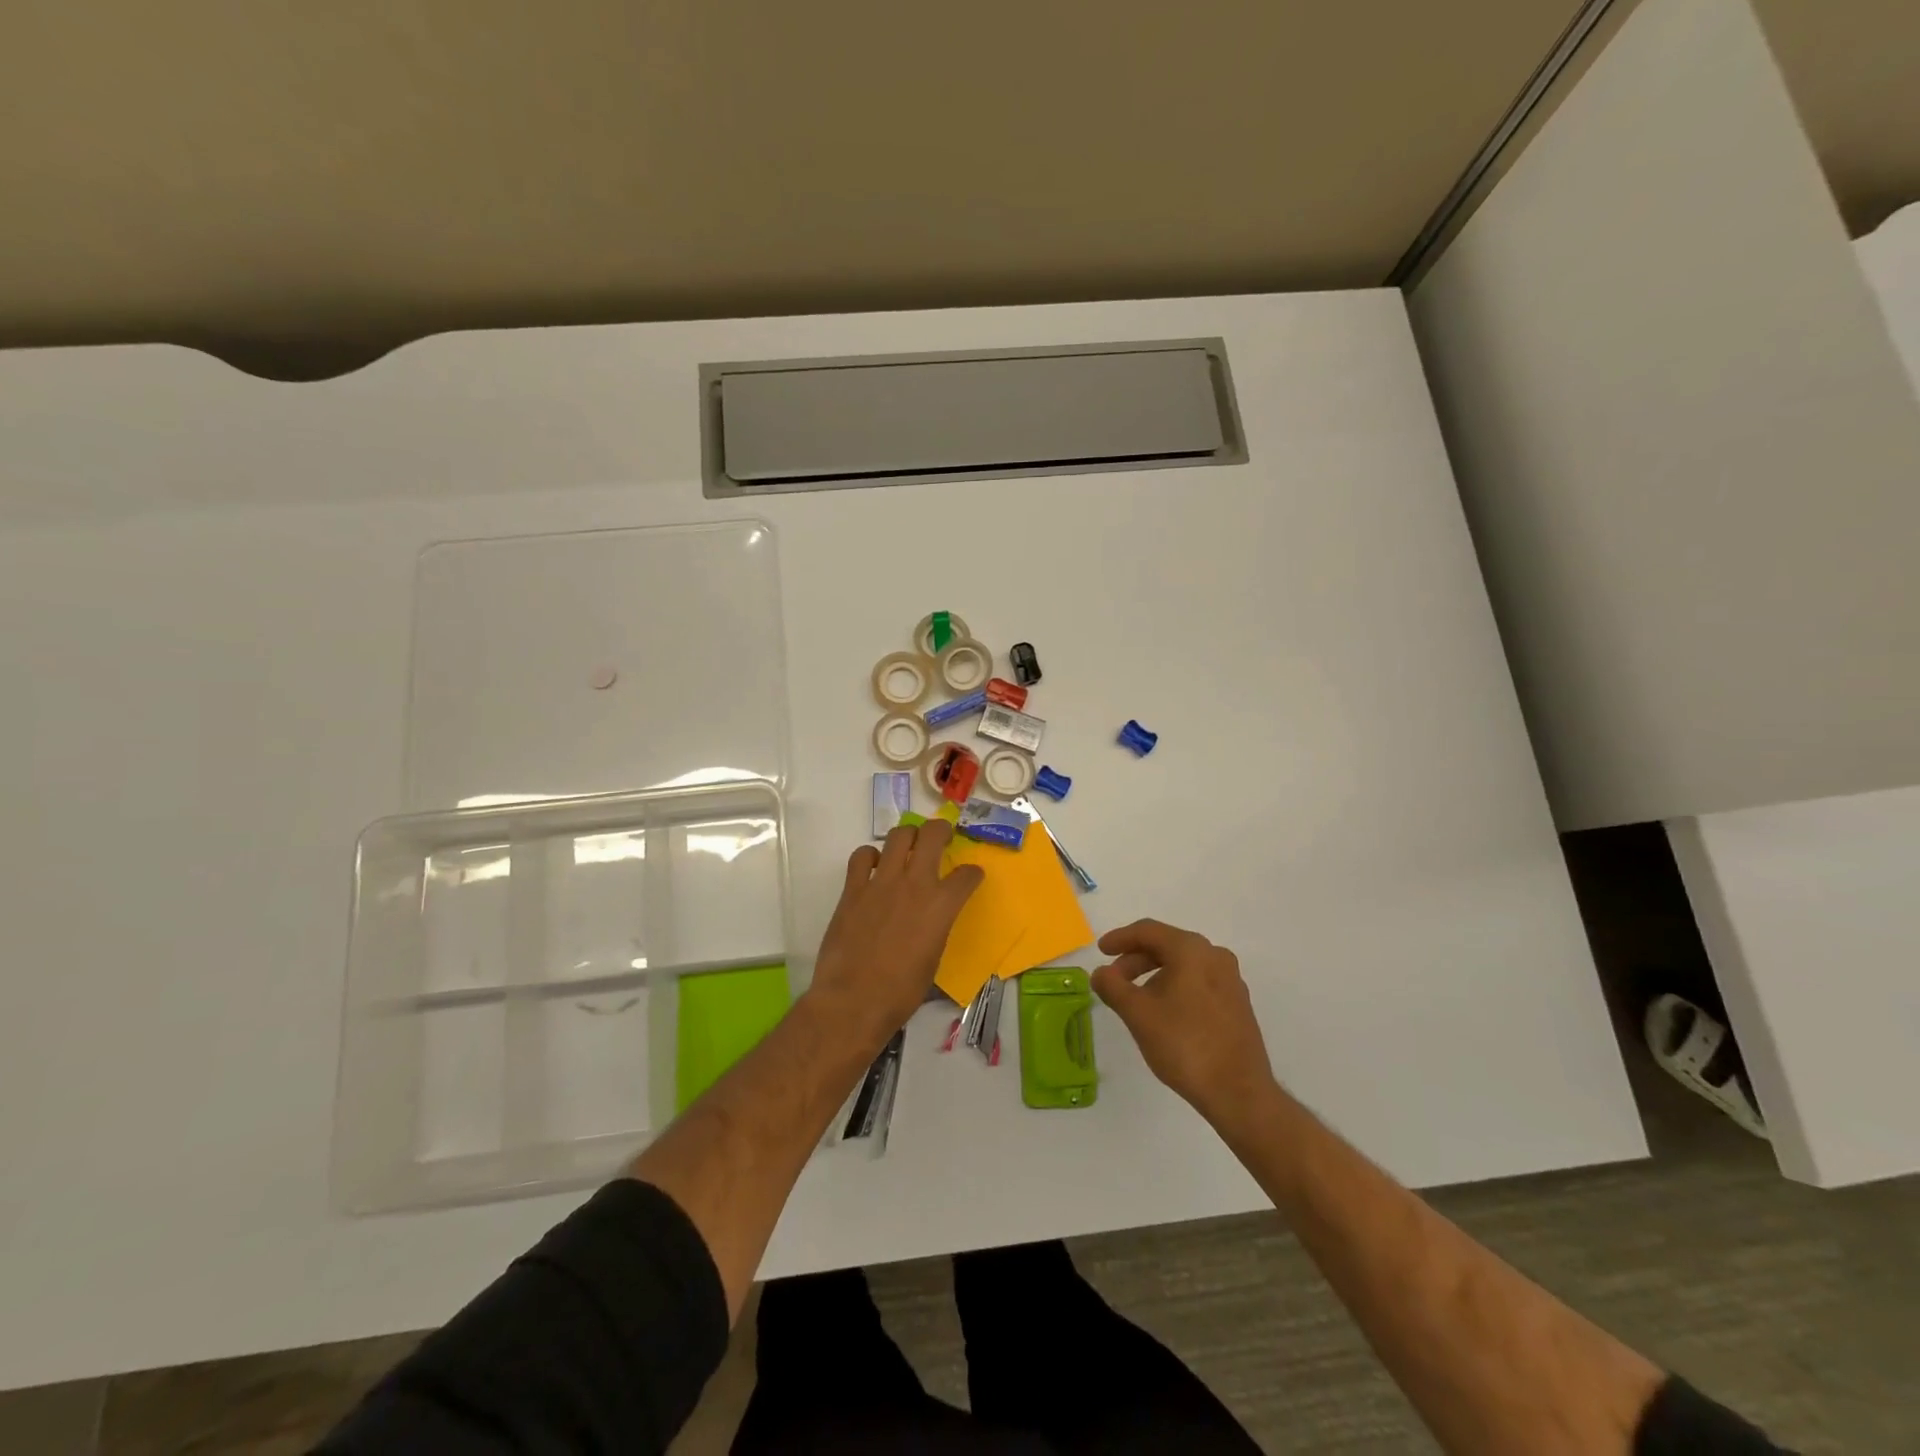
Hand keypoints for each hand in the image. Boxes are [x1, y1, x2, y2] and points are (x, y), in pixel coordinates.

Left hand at [808, 819, 983, 1053]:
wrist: (853, 1000)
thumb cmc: (901, 991)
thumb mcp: (933, 959)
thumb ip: (937, 928)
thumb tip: (933, 921)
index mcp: (941, 906)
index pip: (967, 875)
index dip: (972, 873)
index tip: (971, 876)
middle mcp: (914, 884)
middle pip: (932, 835)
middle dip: (941, 830)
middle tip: (941, 837)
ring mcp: (881, 882)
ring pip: (898, 836)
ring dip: (908, 836)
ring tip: (908, 845)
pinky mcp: (853, 888)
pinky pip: (862, 856)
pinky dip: (870, 856)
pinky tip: (873, 867)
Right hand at [1092, 919, 1274, 1123]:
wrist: (1239, 1092)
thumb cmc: (1185, 1044)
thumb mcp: (1138, 1014)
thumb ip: (1113, 987)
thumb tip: (1100, 973)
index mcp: (1191, 950)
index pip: (1148, 931)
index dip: (1120, 938)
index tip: (1100, 951)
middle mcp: (1215, 956)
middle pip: (1167, 946)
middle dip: (1135, 959)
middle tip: (1114, 980)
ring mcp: (1230, 980)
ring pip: (1183, 965)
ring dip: (1154, 975)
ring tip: (1135, 1000)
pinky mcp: (1237, 1004)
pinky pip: (1198, 982)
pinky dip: (1175, 987)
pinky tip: (1164, 1013)